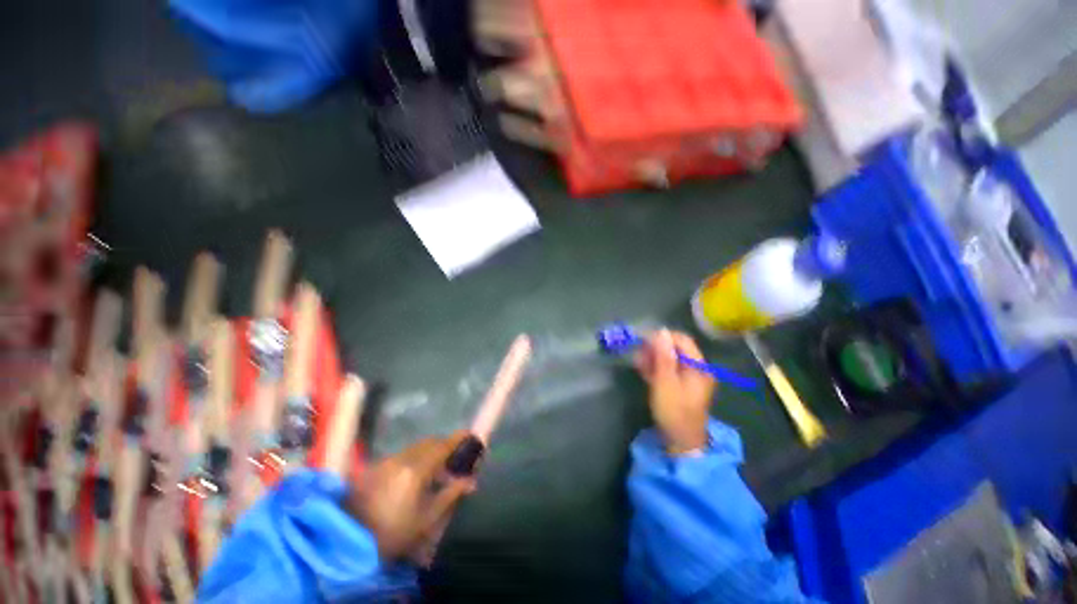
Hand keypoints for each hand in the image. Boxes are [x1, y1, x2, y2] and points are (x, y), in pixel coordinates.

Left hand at [348, 432, 476, 560]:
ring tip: (434, 473)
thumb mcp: (426, 519)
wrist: (348, 541)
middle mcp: (402, 459)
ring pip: (415, 448)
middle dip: (445, 446)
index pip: (443, 445)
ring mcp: (386, 461)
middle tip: (454, 461)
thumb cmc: (393, 532)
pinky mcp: (375, 467)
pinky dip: (414, 459)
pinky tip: (413, 478)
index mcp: (416, 470)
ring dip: (429, 453)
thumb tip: (471, 480)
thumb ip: (451, 494)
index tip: (471, 435)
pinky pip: (402, 455)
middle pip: (429, 442)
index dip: (459, 438)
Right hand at [634, 330, 716, 454]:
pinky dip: (655, 367)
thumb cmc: (674, 411)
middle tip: (638, 352)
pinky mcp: (680, 385)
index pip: (682, 340)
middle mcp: (697, 369)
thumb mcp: (665, 382)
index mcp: (699, 367)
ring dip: (653, 357)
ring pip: (669, 359)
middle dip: (655, 347)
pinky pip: (668, 369)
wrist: (680, 441)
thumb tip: (661, 331)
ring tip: (638, 361)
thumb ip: (663, 356)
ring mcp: (689, 377)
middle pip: (675, 348)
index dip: (663, 336)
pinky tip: (642, 368)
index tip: (643, 339)